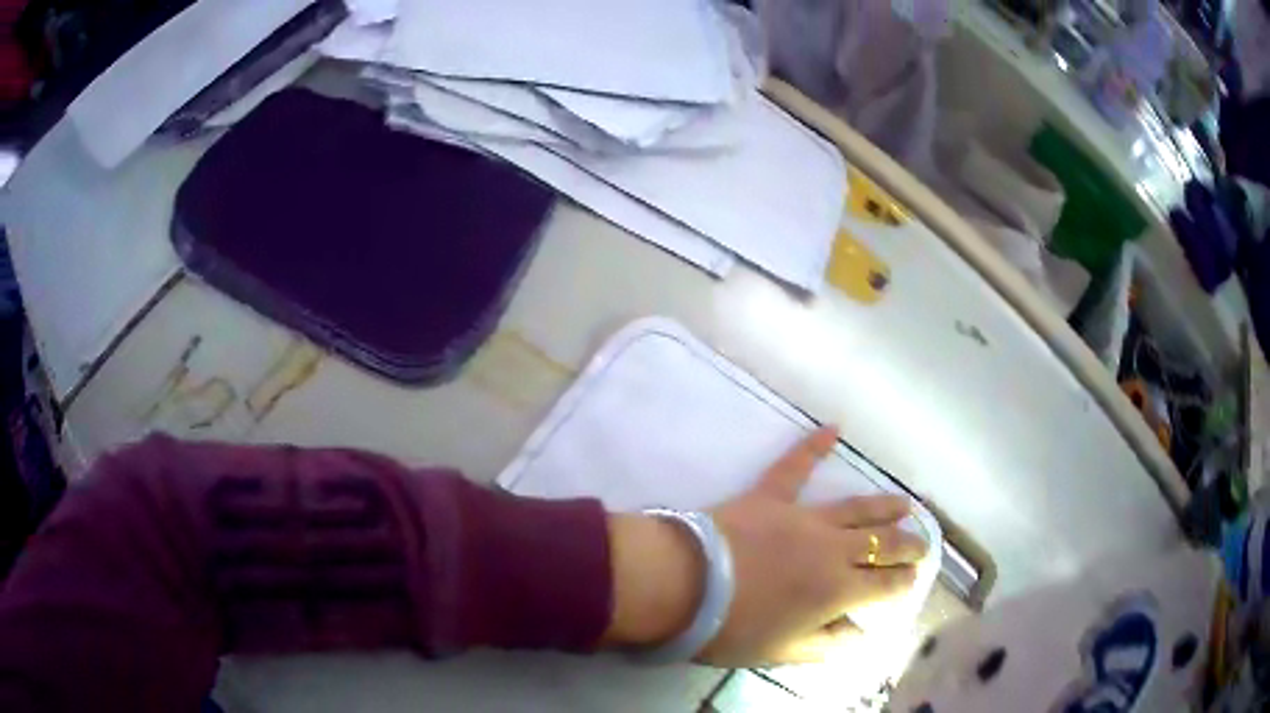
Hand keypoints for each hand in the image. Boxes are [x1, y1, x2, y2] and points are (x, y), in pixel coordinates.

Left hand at [603, 426, 928, 667]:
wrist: (686, 585)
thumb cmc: (733, 628)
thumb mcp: (784, 651)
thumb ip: (828, 643)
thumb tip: (861, 633)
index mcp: (838, 590)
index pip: (886, 584)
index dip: (904, 581)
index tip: (913, 578)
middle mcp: (833, 549)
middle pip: (883, 544)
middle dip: (908, 545)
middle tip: (922, 543)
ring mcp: (804, 517)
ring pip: (857, 507)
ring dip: (885, 505)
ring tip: (906, 504)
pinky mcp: (770, 496)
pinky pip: (795, 465)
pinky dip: (814, 445)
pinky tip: (834, 427)